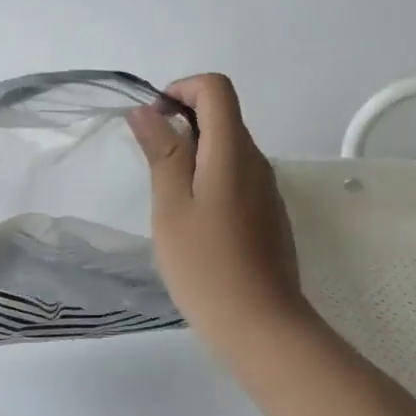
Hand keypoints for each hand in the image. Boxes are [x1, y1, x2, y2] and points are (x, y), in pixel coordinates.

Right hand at [129, 74, 313, 349]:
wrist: (263, 328)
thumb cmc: (207, 265)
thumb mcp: (171, 205)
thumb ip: (162, 151)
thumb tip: (146, 110)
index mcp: (233, 151)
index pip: (215, 88)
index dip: (181, 89)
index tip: (154, 121)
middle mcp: (257, 161)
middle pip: (222, 115)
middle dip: (182, 121)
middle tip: (153, 163)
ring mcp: (267, 189)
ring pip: (228, 147)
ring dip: (194, 152)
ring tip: (168, 197)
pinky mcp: (269, 214)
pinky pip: (237, 175)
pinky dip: (210, 177)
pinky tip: (194, 221)